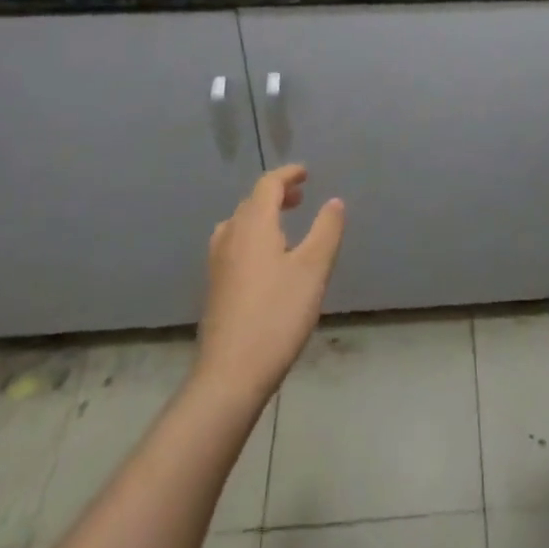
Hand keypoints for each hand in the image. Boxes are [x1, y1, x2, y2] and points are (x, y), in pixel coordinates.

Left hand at [197, 165, 344, 398]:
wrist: (230, 374)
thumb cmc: (277, 314)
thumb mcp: (313, 269)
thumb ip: (326, 230)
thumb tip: (334, 201)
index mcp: (253, 225)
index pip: (268, 185)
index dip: (288, 175)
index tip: (306, 173)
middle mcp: (230, 237)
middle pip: (251, 203)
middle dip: (277, 195)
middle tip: (301, 198)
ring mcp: (217, 264)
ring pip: (239, 225)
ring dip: (262, 216)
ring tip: (284, 226)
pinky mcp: (214, 288)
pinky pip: (234, 245)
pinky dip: (252, 237)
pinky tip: (267, 261)